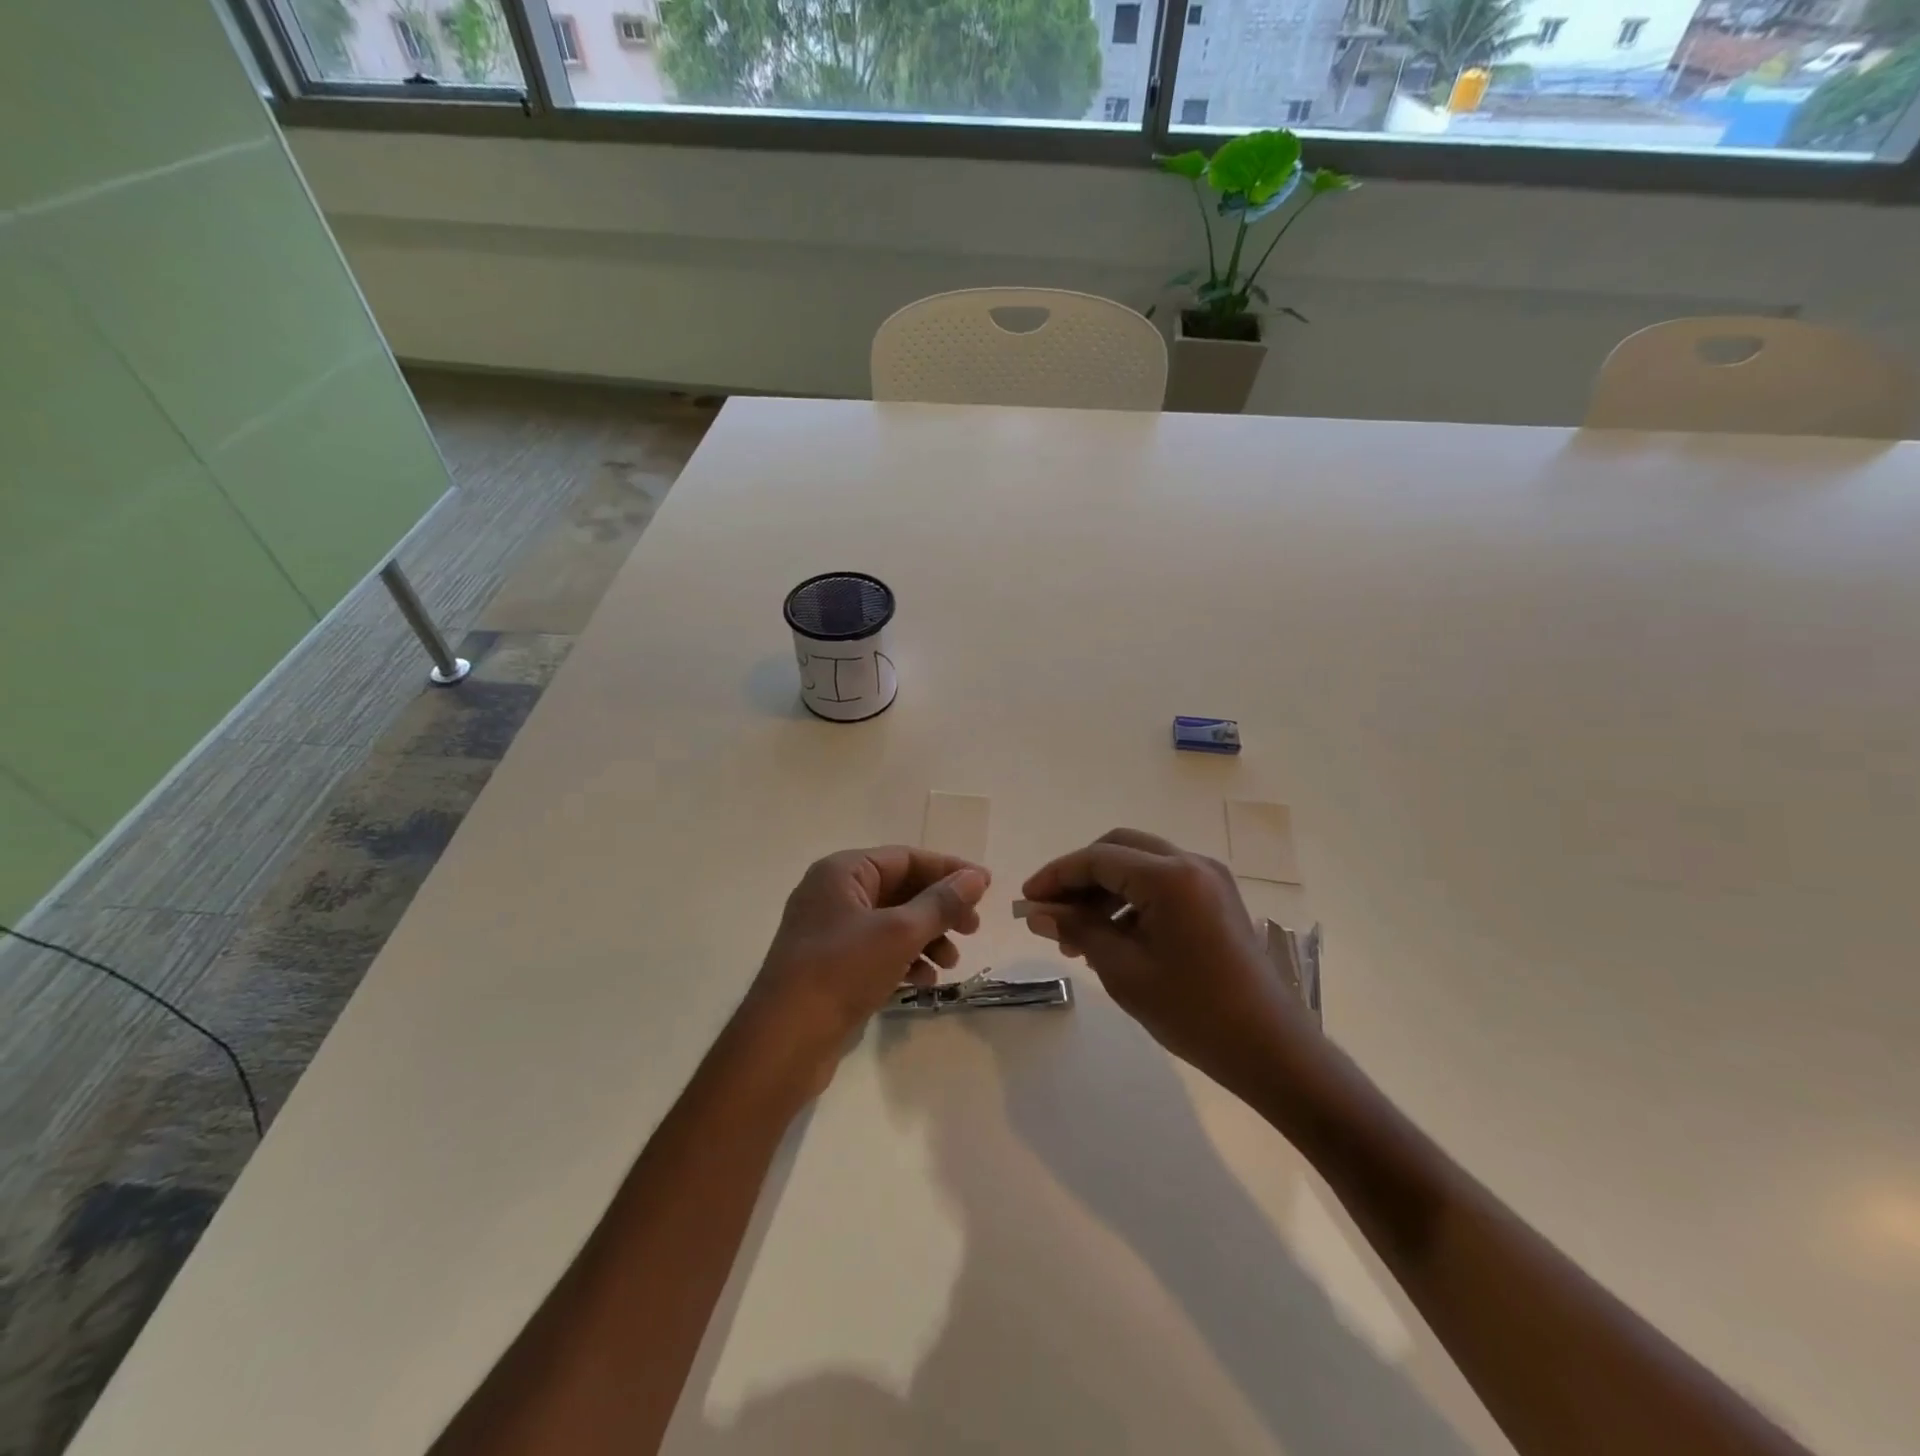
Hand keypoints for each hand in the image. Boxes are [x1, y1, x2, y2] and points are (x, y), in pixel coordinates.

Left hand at [742, 847, 989, 1090]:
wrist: (784, 1040)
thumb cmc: (841, 971)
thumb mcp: (899, 932)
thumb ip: (941, 902)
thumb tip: (976, 877)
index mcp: (842, 872)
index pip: (906, 858)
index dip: (948, 870)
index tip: (986, 888)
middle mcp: (833, 894)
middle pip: (901, 890)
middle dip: (939, 909)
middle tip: (973, 929)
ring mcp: (830, 931)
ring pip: (892, 923)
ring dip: (926, 938)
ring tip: (951, 963)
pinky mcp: (831, 966)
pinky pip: (877, 951)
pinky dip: (905, 960)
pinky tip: (924, 981)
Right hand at [1022, 829, 1319, 1093]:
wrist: (1272, 1049)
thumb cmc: (1194, 1012)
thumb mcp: (1124, 971)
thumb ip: (1079, 931)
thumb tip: (1038, 912)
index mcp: (1169, 876)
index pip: (1097, 859)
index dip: (1056, 876)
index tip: (1026, 899)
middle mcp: (1191, 863)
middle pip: (1119, 848)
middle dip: (1080, 875)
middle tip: (1051, 911)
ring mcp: (1209, 878)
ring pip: (1140, 863)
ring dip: (1104, 889)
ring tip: (1078, 935)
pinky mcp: (1217, 897)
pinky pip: (1163, 882)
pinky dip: (1132, 898)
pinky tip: (1113, 936)